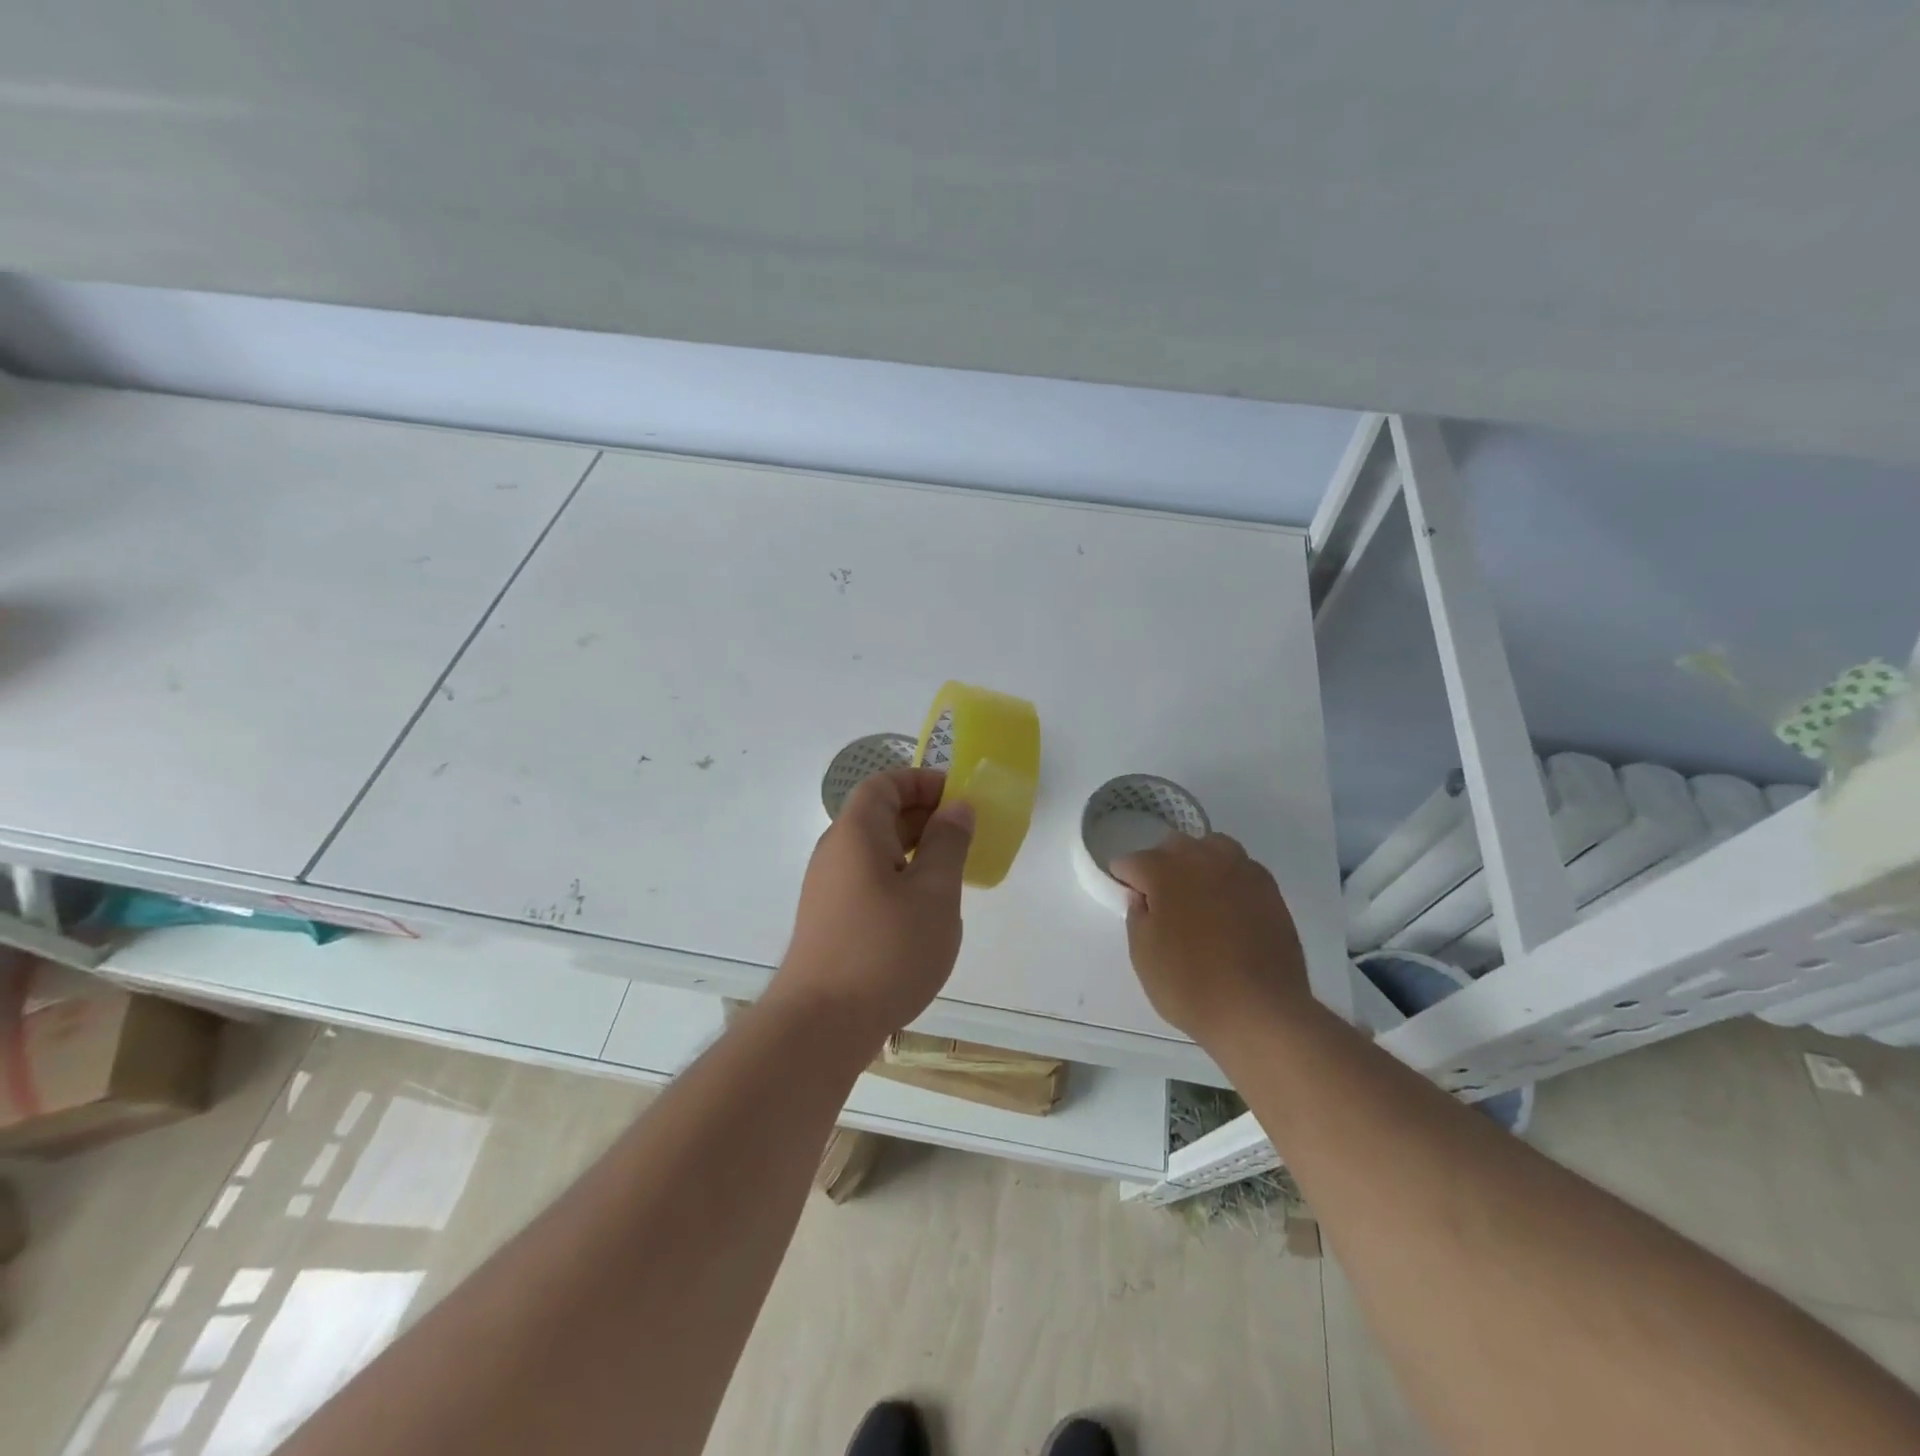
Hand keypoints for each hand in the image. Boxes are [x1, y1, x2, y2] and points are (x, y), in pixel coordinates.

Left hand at [773, 768, 974, 1047]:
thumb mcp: (934, 892)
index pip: (884, 784)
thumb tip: (957, 807)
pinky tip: (924, 909)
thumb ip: (948, 843)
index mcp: (856, 832)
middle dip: (924, 815)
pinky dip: (900, 877)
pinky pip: (869, 879)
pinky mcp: (830, 919)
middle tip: (965, 834)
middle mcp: (835, 852)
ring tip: (952, 871)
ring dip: (914, 849)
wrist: (822, 1025)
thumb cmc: (886, 950)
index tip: (959, 797)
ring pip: (875, 850)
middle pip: (878, 814)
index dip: (922, 781)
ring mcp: (828, 888)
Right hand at [1110, 832, 1310, 1045]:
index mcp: (1164, 870)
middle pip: (1172, 846)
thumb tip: (1142, 897)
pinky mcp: (1269, 887)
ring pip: (1210, 847)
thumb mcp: (1143, 956)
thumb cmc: (1191, 984)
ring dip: (1197, 863)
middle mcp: (1201, 858)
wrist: (1261, 1010)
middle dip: (1161, 866)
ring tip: (1198, 897)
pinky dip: (1227, 879)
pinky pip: (1240, 868)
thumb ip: (1136, 917)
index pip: (1131, 862)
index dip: (1124, 881)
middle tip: (1161, 901)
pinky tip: (1228, 908)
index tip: (1128, 902)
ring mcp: (1240, 869)